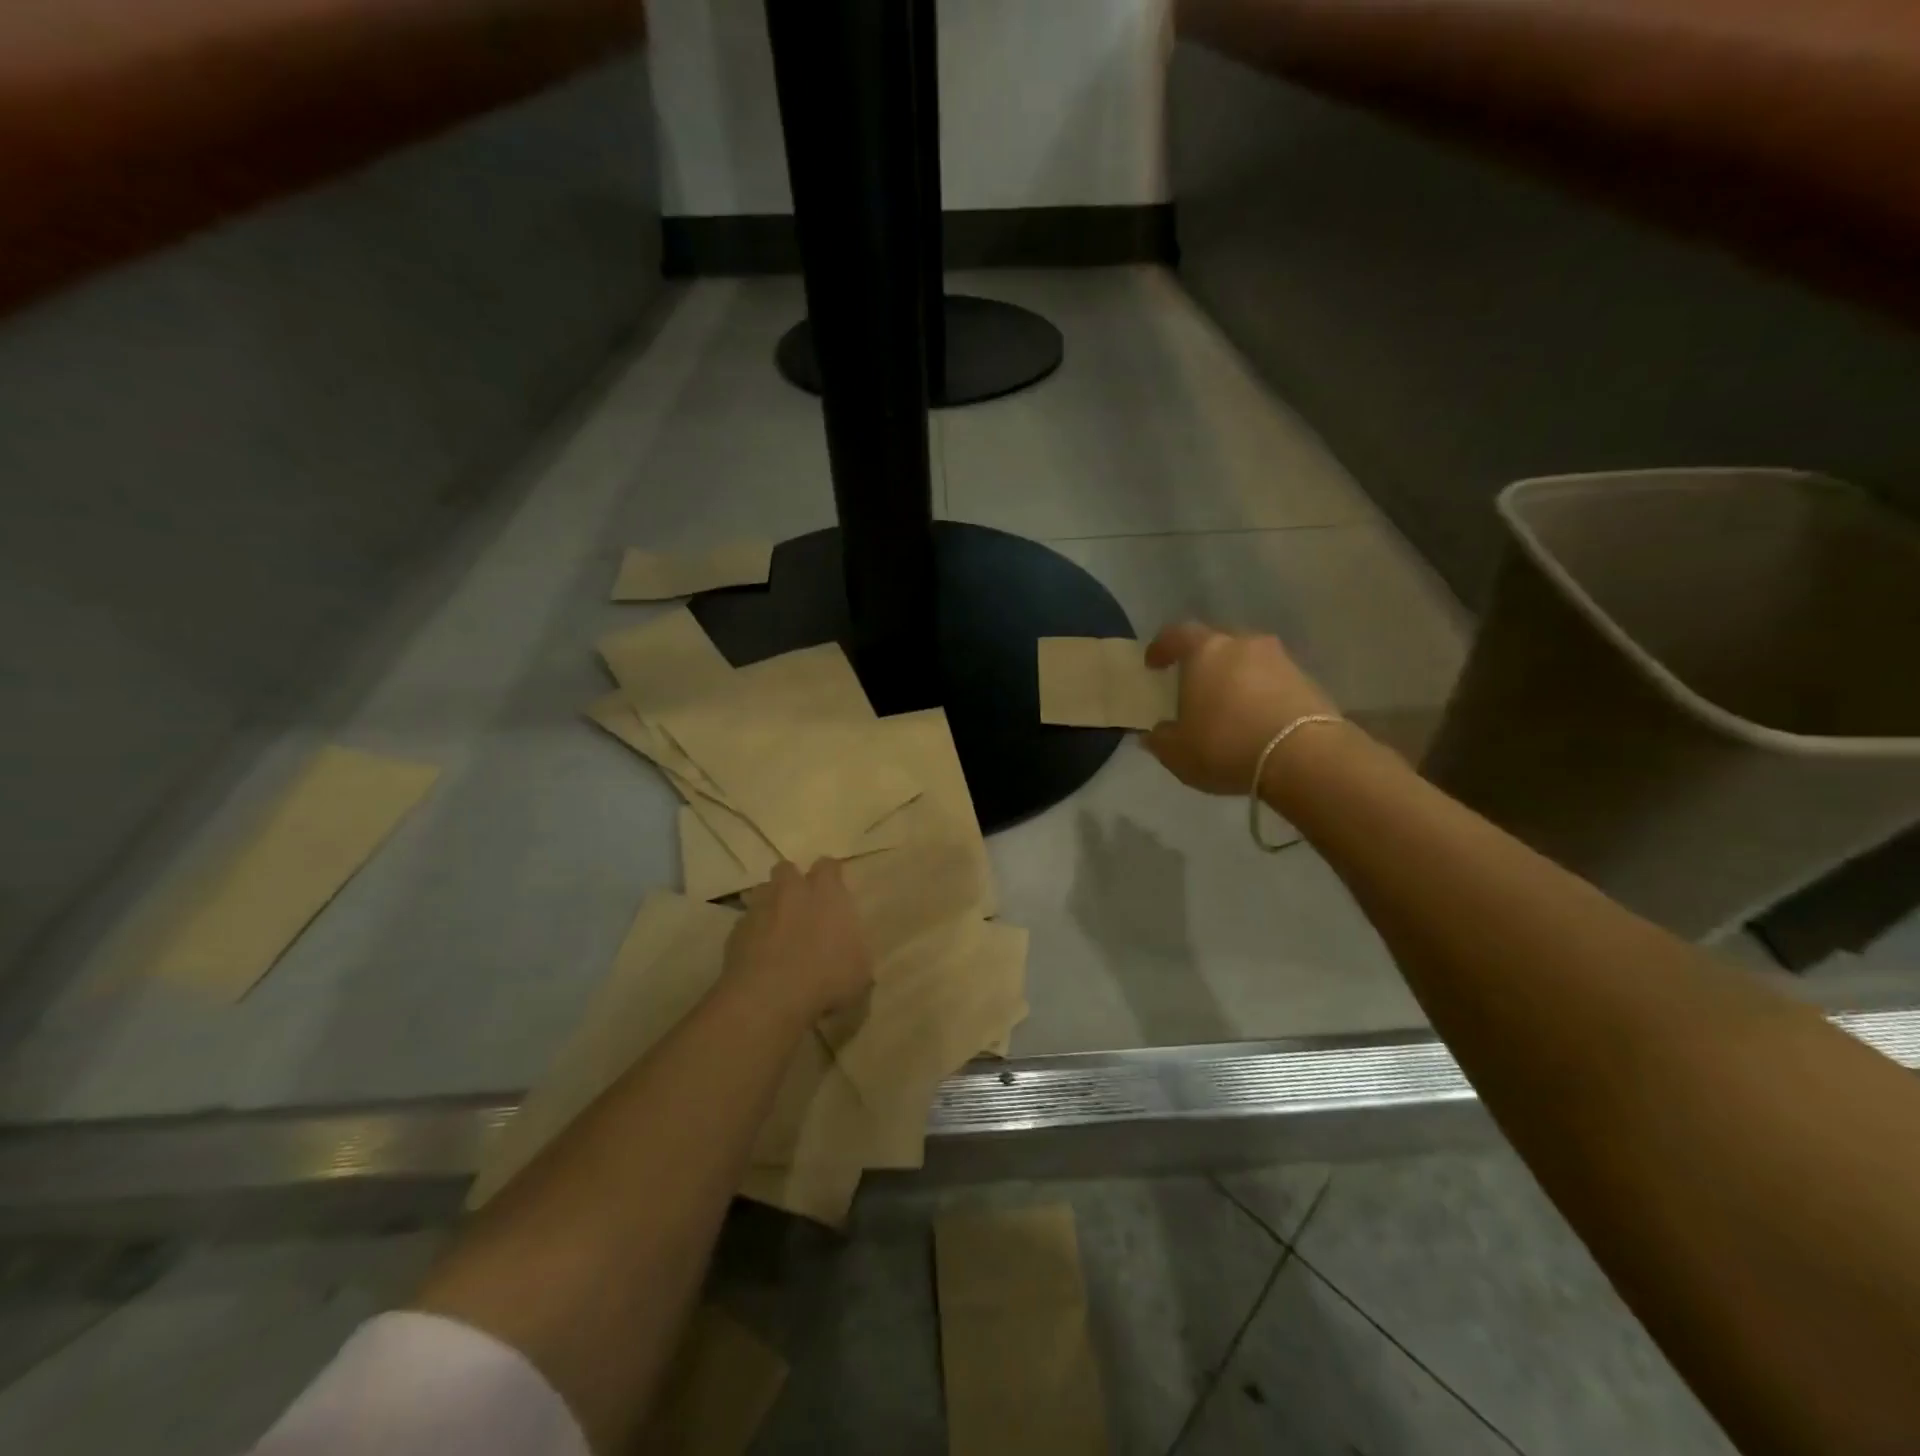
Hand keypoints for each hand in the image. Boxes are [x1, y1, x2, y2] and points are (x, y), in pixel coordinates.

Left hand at [724, 859, 872, 1023]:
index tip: (834, 891)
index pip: (828, 866)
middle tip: (802, 906)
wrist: (768, 999)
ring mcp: (759, 909)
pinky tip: (759, 955)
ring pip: (762, 892)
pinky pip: (745, 923)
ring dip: (770, 904)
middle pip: (787, 869)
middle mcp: (791, 892)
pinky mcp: (735, 932)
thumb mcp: (859, 972)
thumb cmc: (825, 979)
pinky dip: (752, 933)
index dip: (830, 876)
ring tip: (777, 928)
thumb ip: (856, 951)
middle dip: (793, 882)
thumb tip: (852, 951)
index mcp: (826, 893)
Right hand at [1144, 621, 1338, 795]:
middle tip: (1194, 685)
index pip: (1176, 635)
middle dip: (1203, 661)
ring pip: (1248, 660)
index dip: (1161, 648)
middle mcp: (1243, 644)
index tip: (1153, 664)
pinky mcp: (1308, 680)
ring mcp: (1280, 659)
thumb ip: (1160, 739)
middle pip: (1217, 643)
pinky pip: (1274, 680)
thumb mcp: (1177, 752)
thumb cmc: (1226, 745)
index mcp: (1205, 651)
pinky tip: (1256, 718)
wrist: (1304, 757)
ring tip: (1228, 705)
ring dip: (1236, 677)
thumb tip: (1155, 733)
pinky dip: (1261, 692)